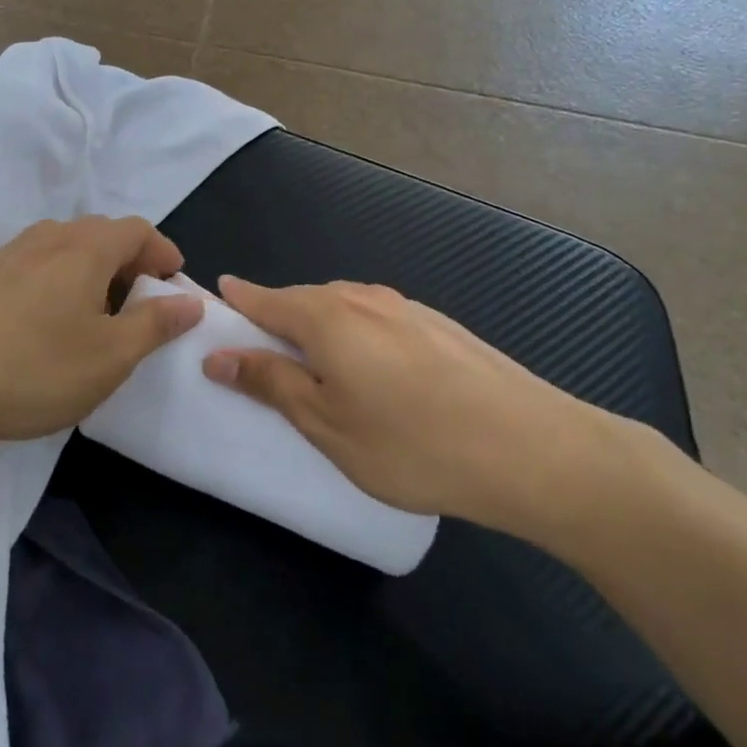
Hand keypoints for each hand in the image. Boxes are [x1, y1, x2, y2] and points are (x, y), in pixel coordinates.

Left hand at [0, 217, 203, 452]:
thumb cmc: (32, 368)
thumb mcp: (109, 357)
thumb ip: (155, 324)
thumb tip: (191, 300)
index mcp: (86, 248)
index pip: (137, 229)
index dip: (163, 252)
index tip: (175, 283)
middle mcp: (48, 238)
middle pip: (101, 234)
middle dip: (129, 262)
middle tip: (141, 304)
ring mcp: (7, 255)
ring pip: (64, 250)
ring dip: (91, 273)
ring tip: (95, 316)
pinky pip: (34, 267)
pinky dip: (57, 284)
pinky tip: (45, 325)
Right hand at [201, 276, 629, 539]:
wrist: (532, 448)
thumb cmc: (412, 444)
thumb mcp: (326, 424)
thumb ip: (271, 383)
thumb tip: (219, 354)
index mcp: (327, 317)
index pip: (265, 299)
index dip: (237, 301)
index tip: (214, 300)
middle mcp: (364, 298)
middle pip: (304, 300)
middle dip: (276, 317)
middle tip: (259, 349)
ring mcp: (406, 308)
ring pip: (344, 308)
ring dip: (318, 327)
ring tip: (313, 364)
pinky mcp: (439, 325)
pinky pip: (377, 319)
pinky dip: (356, 335)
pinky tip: (372, 370)